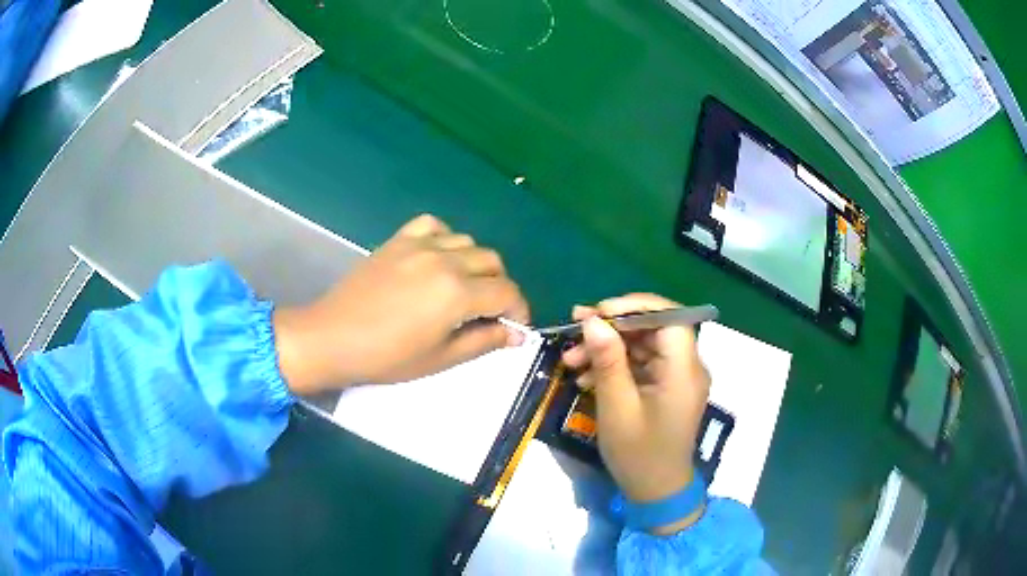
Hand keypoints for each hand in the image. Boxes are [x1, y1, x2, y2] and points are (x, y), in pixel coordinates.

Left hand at [274, 214, 528, 395]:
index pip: (506, 292)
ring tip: (463, 287)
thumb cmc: (387, 357)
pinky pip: (433, 225)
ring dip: (475, 264)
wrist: (332, 337)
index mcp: (456, 293)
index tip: (515, 326)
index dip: (518, 309)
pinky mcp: (398, 240)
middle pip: (492, 262)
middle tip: (488, 312)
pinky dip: (445, 238)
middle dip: (499, 287)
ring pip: (468, 242)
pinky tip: (438, 257)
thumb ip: (484, 341)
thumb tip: (517, 334)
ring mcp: (419, 245)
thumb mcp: (440, 358)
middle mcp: (444, 260)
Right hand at [561, 294, 710, 534]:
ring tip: (571, 359)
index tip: (598, 312)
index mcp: (683, 370)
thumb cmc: (638, 455)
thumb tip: (594, 320)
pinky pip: (642, 363)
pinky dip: (615, 365)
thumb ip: (608, 361)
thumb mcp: (617, 408)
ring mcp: (677, 377)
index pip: (669, 317)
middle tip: (574, 332)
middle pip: (653, 328)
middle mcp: (687, 366)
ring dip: (608, 347)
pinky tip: (586, 377)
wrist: (656, 492)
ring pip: (643, 344)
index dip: (634, 306)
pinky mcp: (667, 387)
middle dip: (612, 327)